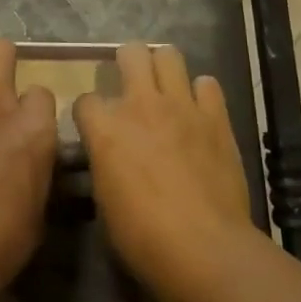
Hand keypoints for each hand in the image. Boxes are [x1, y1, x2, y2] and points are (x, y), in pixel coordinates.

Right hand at [74, 44, 261, 301]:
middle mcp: (140, 104)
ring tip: (165, 87)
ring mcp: (181, 106)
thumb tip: (109, 157)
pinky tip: (199, 110)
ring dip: (163, 67)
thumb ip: (104, 163)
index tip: (95, 129)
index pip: (85, 100)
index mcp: (105, 127)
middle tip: (131, 84)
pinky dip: (201, 93)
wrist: (205, 248)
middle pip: (130, 53)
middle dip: (127, 62)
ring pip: (169, 55)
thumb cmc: (143, 236)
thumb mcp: (105, 200)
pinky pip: (208, 84)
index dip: (88, 114)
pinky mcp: (216, 117)